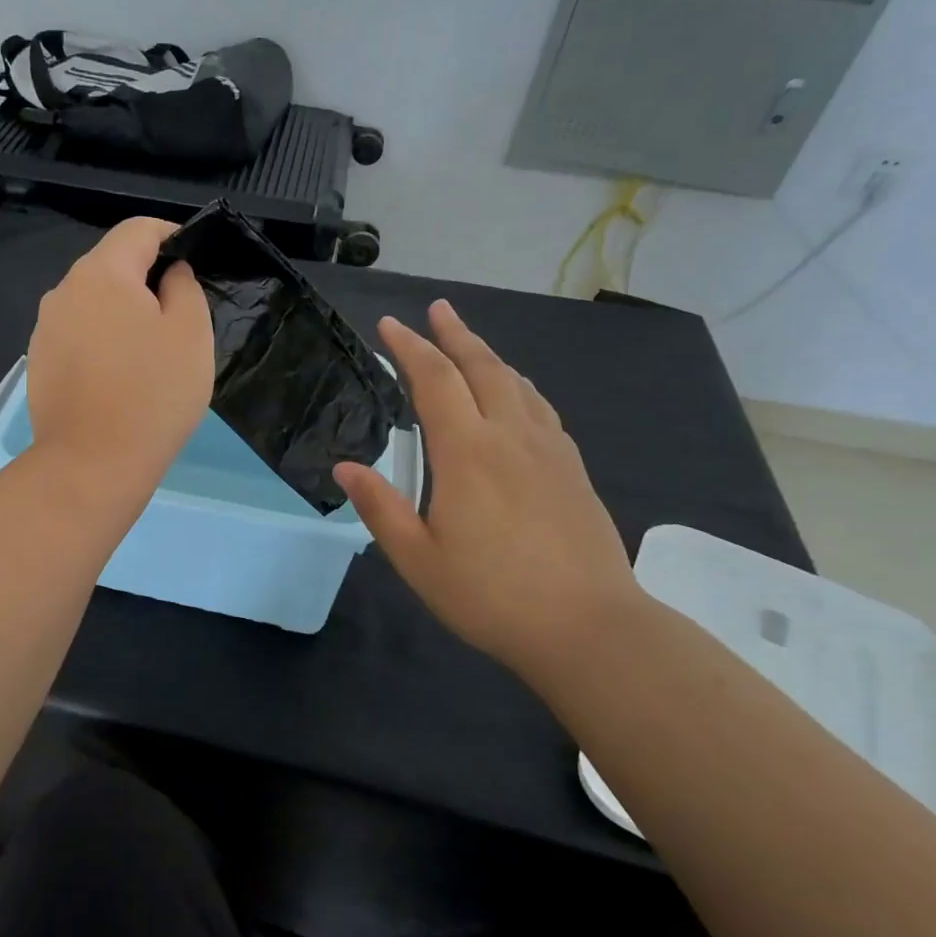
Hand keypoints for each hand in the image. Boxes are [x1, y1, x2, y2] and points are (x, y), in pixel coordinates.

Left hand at [26, 217, 213, 496]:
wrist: (90, 464)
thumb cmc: (152, 393)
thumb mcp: (191, 333)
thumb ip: (184, 287)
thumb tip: (169, 273)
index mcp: (102, 273)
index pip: (138, 229)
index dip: (171, 235)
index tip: (194, 260)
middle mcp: (64, 290)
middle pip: (111, 265)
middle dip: (146, 278)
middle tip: (179, 315)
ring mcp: (45, 328)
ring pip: (93, 302)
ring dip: (122, 312)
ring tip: (150, 351)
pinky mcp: (39, 362)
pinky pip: (78, 334)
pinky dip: (102, 340)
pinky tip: (119, 376)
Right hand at [335, 301, 640, 665]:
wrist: (589, 627)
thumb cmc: (491, 595)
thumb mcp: (418, 559)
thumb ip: (380, 507)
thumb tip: (345, 467)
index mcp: (467, 452)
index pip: (435, 380)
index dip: (410, 348)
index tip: (390, 325)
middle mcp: (510, 436)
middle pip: (482, 366)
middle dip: (455, 333)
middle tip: (437, 309)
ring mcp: (548, 449)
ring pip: (516, 382)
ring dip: (488, 354)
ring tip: (469, 341)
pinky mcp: (572, 469)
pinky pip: (540, 407)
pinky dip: (519, 384)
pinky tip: (517, 392)